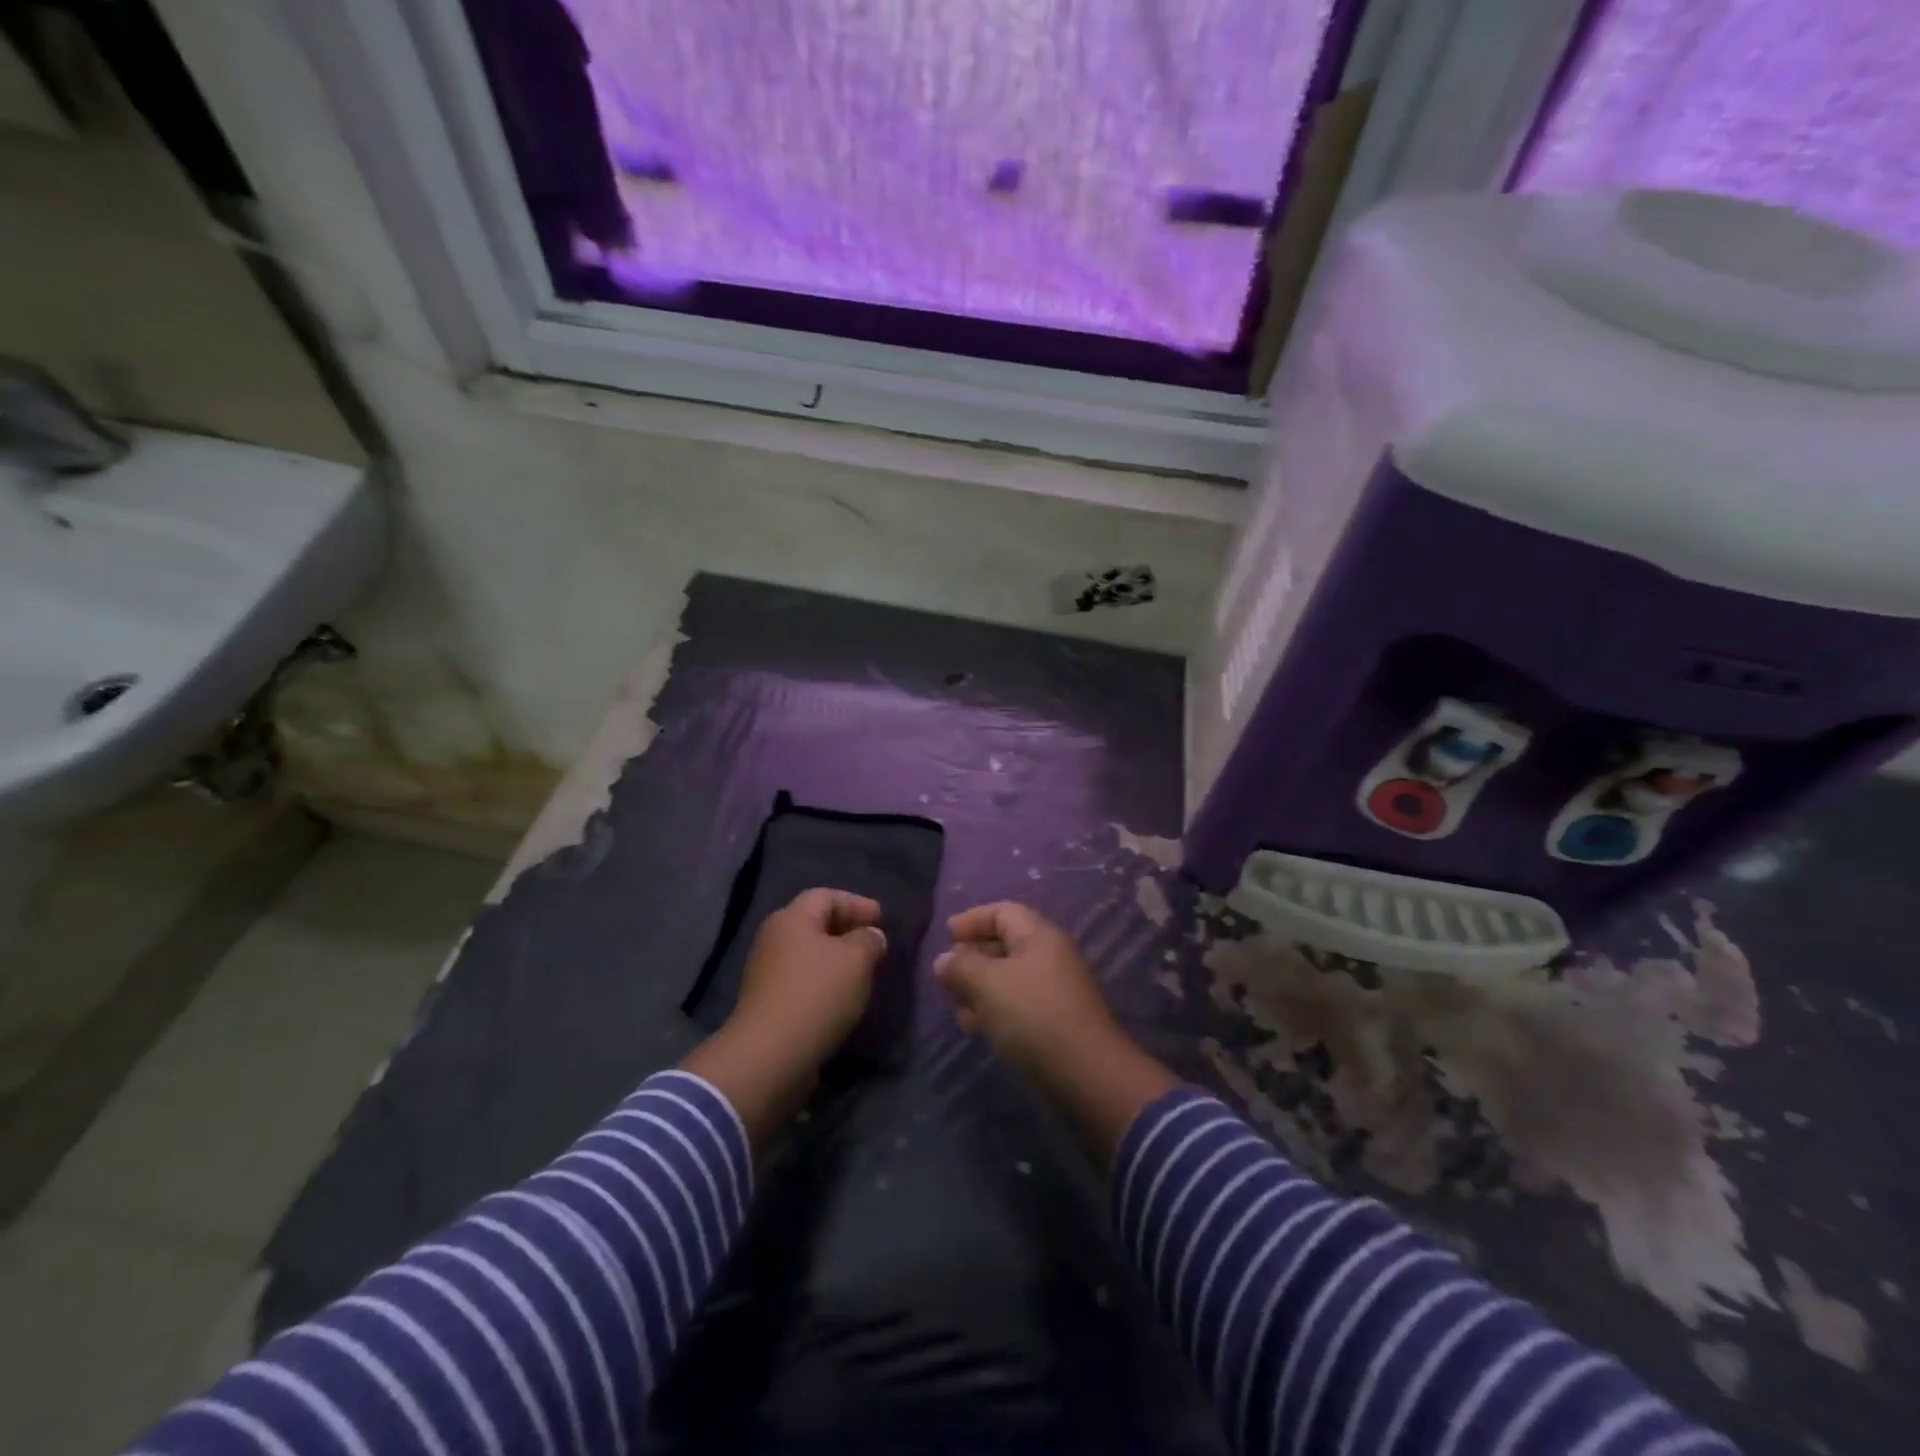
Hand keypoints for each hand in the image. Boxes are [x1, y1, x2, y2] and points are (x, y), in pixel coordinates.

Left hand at [734, 888, 886, 1064]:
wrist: (769, 1055)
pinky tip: (842, 997)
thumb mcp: (856, 960)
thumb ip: (869, 940)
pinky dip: (824, 981)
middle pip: (814, 923)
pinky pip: (802, 980)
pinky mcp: (767, 1002)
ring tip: (863, 971)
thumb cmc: (816, 994)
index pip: (827, 896)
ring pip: (808, 953)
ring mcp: (766, 972)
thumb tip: (871, 935)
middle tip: (874, 942)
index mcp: (792, 918)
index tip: (882, 919)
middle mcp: (774, 938)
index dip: (857, 903)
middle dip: (846, 929)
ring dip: (836, 958)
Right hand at [933, 902, 1114, 1073]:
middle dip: (972, 956)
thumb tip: (944, 960)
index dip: (972, 919)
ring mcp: (1054, 990)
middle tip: (946, 975)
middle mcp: (1050, 957)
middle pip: (1005, 943)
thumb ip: (961, 967)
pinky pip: (1017, 1004)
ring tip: (956, 1005)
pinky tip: (977, 1027)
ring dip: (980, 986)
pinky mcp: (1054, 1022)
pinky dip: (994, 1008)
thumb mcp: (988, 985)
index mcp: (1039, 936)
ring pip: (1009, 977)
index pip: (1003, 912)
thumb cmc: (1033, 1016)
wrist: (1086, 1075)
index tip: (946, 935)